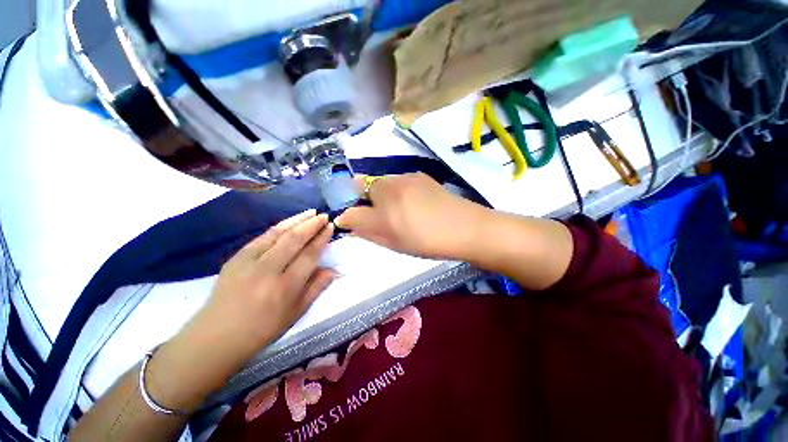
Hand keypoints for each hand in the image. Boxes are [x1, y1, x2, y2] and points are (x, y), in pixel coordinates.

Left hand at [185, 210, 335, 360]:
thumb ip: (316, 289)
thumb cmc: (262, 329)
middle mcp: (268, 271)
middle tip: (324, 216)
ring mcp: (249, 262)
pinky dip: (278, 227)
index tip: (330, 227)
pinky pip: (261, 237)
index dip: (321, 239)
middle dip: (312, 225)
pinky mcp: (235, 258)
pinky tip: (288, 222)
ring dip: (296, 220)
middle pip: (294, 240)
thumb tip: (333, 270)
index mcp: (285, 288)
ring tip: (311, 212)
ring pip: (277, 234)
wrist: (216, 336)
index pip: (309, 255)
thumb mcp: (295, 313)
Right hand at [335, 173, 486, 258]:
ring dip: (381, 194)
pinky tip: (413, 203)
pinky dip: (397, 191)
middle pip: (364, 186)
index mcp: (382, 208)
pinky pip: (398, 181)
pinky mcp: (419, 175)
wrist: (466, 227)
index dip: (350, 215)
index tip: (354, 222)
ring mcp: (406, 177)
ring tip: (400, 211)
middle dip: (365, 200)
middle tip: (381, 217)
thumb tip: (348, 222)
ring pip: (382, 182)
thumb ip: (367, 231)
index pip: (353, 208)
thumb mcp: (394, 242)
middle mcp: (389, 186)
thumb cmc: (427, 241)